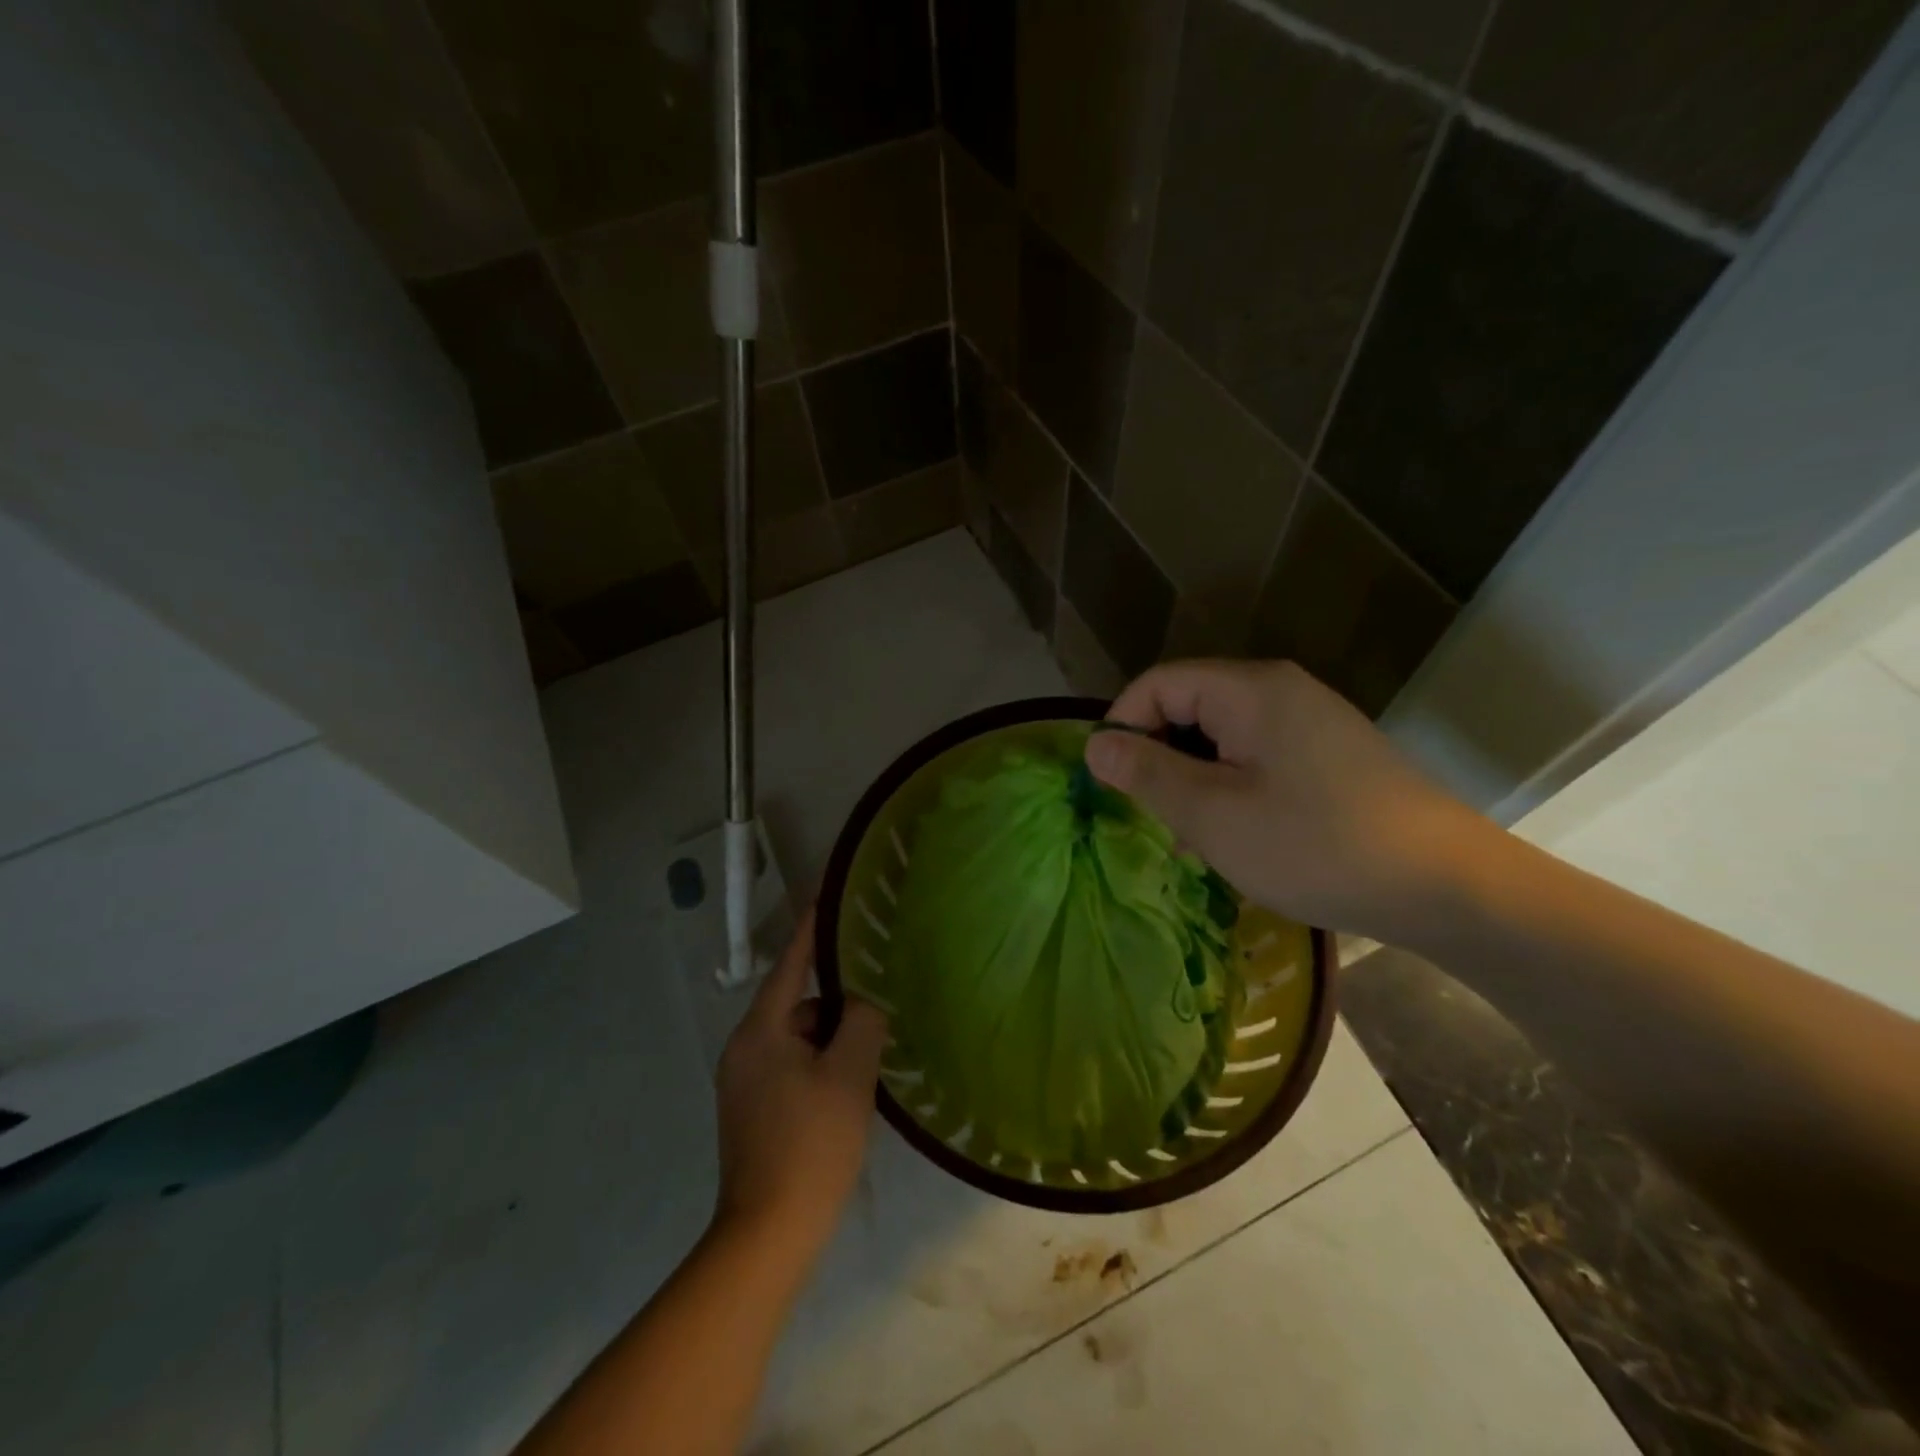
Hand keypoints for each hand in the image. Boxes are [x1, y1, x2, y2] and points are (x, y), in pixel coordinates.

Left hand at [713, 909, 888, 1261]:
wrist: (766, 1237)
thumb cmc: (810, 1146)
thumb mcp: (849, 1076)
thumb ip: (861, 1022)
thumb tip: (862, 1002)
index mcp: (760, 1031)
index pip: (791, 963)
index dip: (813, 928)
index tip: (829, 893)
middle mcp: (744, 1049)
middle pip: (797, 1005)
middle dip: (836, 1001)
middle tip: (879, 995)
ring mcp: (744, 1083)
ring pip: (797, 1039)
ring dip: (832, 1038)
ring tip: (873, 1045)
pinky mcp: (752, 1110)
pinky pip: (792, 1066)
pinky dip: (821, 1064)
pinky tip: (852, 1083)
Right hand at [1085, 659, 1492, 942]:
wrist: (1447, 886)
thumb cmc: (1316, 845)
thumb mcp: (1213, 814)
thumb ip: (1147, 773)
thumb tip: (1095, 745)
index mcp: (1250, 690)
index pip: (1158, 683)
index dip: (1122, 726)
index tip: (1109, 783)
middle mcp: (1280, 691)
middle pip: (1189, 707)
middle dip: (1158, 758)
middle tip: (1151, 817)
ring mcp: (1310, 723)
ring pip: (1221, 738)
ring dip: (1193, 780)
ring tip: (1191, 838)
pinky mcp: (1329, 757)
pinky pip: (1256, 758)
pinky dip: (1230, 790)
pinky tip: (1235, 838)